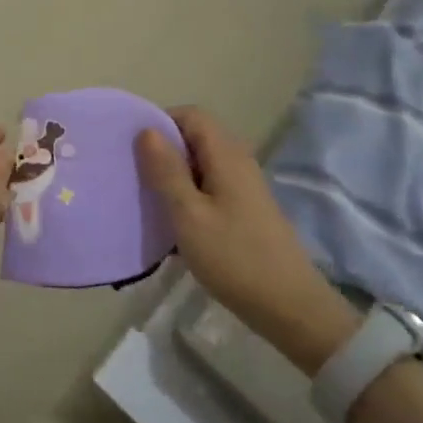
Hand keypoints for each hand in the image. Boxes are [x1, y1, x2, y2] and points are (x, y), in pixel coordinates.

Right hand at [135, 106, 358, 374]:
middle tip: (134, 174)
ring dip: (174, 176)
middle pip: (196, 138)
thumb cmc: (234, 257)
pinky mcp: (246, 210)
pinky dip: (188, 196)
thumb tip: (147, 130)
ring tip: (147, 199)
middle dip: (163, 150)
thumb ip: (166, 170)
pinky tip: (172, 223)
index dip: (160, 122)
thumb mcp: (188, 214)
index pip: (191, 115)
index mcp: (226, 155)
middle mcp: (238, 162)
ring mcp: (245, 187)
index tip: (133, 148)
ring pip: (201, 165)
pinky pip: (210, 187)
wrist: (289, 308)